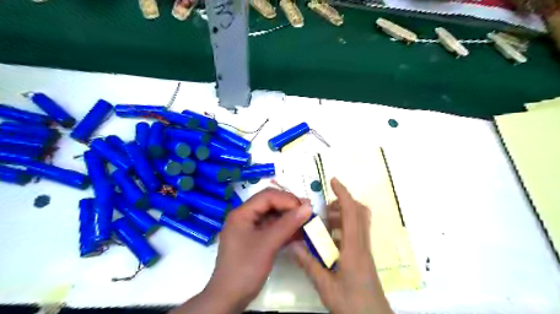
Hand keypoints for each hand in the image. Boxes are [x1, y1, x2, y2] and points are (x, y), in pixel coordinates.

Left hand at [170, 188, 313, 311]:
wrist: (229, 298)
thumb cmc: (246, 268)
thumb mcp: (268, 244)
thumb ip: (288, 224)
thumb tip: (308, 207)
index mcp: (242, 213)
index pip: (267, 197)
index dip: (287, 199)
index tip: (305, 208)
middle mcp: (244, 217)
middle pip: (269, 204)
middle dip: (289, 207)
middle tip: (308, 212)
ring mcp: (249, 229)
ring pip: (272, 216)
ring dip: (289, 218)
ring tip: (307, 221)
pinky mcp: (254, 240)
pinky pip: (271, 228)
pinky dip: (285, 229)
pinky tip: (299, 233)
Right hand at [291, 178, 390, 313]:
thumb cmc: (352, 304)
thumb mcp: (325, 286)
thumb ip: (309, 264)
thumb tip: (293, 244)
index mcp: (353, 248)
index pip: (351, 212)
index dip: (343, 194)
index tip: (334, 181)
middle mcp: (362, 244)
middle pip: (359, 212)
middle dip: (343, 201)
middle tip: (325, 206)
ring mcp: (364, 250)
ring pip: (359, 221)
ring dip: (343, 214)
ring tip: (324, 220)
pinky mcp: (363, 256)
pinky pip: (356, 233)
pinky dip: (344, 227)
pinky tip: (329, 239)